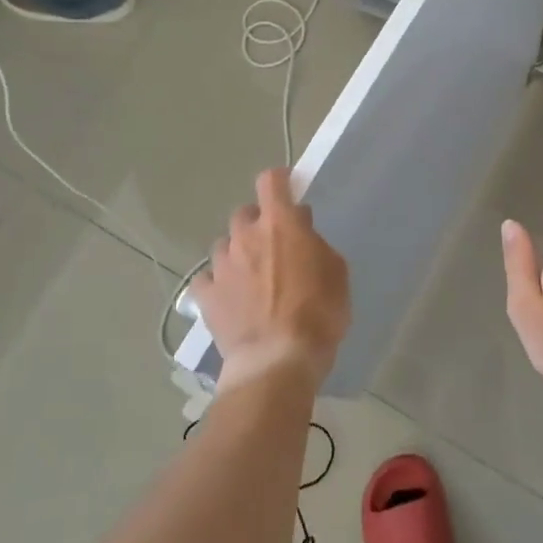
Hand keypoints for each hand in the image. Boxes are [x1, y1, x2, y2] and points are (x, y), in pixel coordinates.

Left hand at [190, 169, 349, 391]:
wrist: (277, 360)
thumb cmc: (318, 313)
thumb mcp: (336, 272)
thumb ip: (316, 243)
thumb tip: (301, 228)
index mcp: (280, 224)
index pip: (271, 181)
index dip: (279, 181)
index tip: (288, 190)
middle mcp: (245, 236)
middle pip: (245, 214)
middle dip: (258, 223)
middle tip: (274, 245)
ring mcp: (221, 265)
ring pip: (225, 245)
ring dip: (238, 253)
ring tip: (252, 277)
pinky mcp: (206, 295)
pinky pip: (208, 279)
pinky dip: (218, 283)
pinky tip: (230, 298)